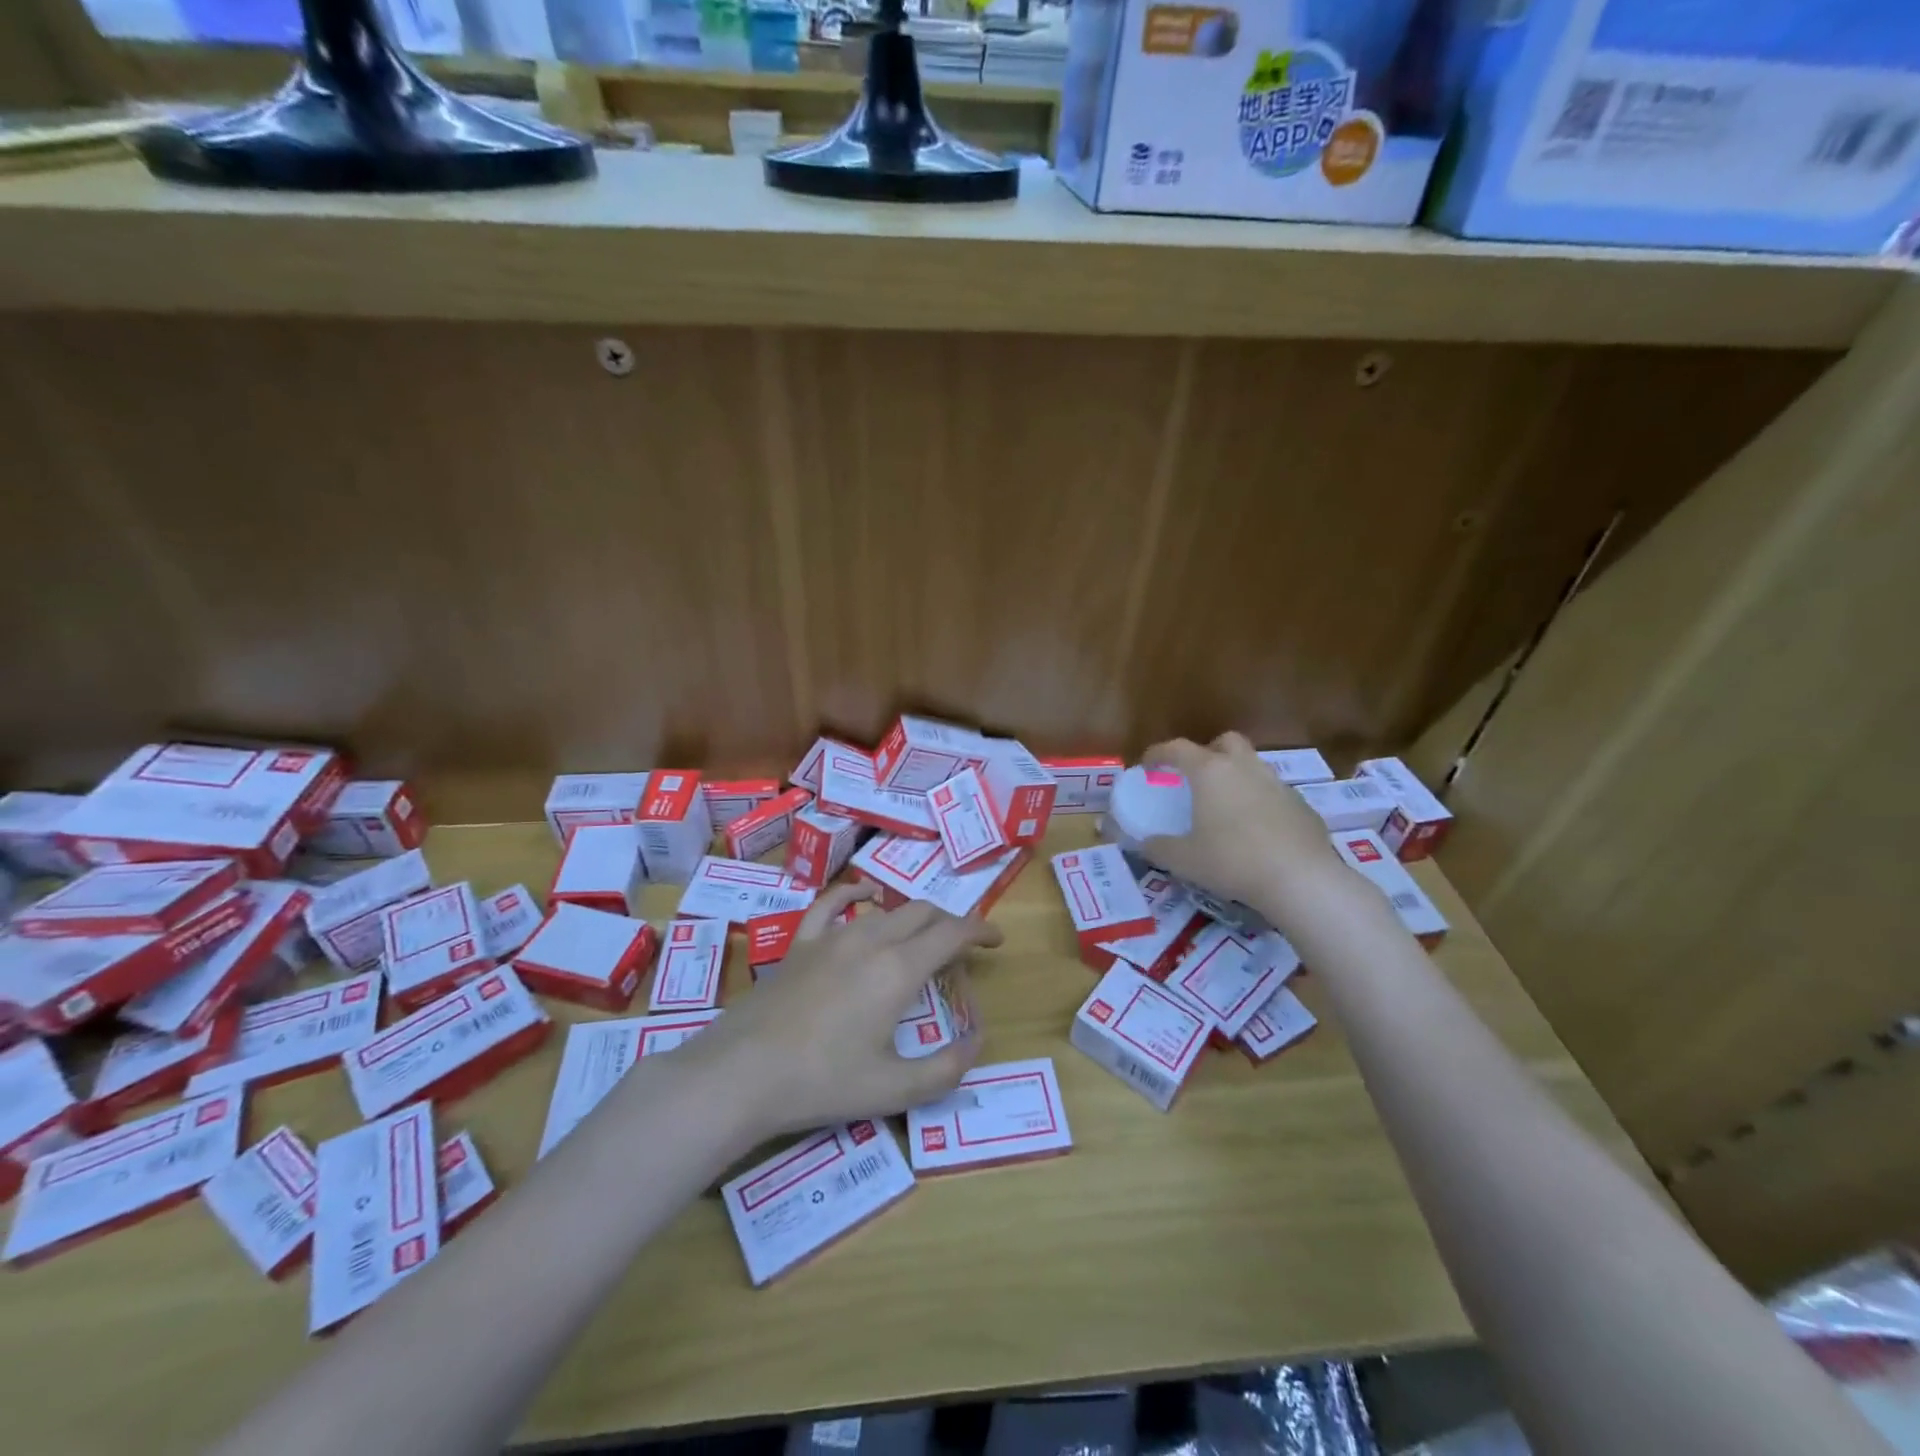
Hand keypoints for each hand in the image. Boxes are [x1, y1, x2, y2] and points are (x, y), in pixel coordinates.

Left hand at [687, 884, 999, 1140]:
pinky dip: (857, 895)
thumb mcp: (894, 1089)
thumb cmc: (822, 1082)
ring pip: (886, 910)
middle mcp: (870, 940)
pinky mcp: (801, 943)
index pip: (951, 933)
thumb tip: (976, 1043)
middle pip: (923, 914)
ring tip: (923, 938)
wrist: (742, 1074)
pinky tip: (866, 897)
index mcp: (898, 969)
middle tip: (962, 950)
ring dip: (913, 917)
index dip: (980, 931)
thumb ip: (946, 1069)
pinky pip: (833, 904)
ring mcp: (832, 937)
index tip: (996, 941)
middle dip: (950, 925)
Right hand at [1139, 732, 1344, 920]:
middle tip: (1197, 777)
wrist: (1301, 879)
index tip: (1147, 766)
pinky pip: (1275, 794)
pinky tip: (1257, 831)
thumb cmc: (1232, 861)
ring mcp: (1278, 785)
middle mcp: (1245, 768)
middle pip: (1226, 741)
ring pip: (1254, 766)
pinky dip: (1261, 803)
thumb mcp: (1183, 860)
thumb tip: (1145, 844)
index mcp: (1211, 772)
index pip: (1177, 748)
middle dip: (1208, 751)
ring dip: (1237, 777)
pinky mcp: (1303, 806)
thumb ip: (1158, 848)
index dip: (1158, 753)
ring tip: (1226, 806)